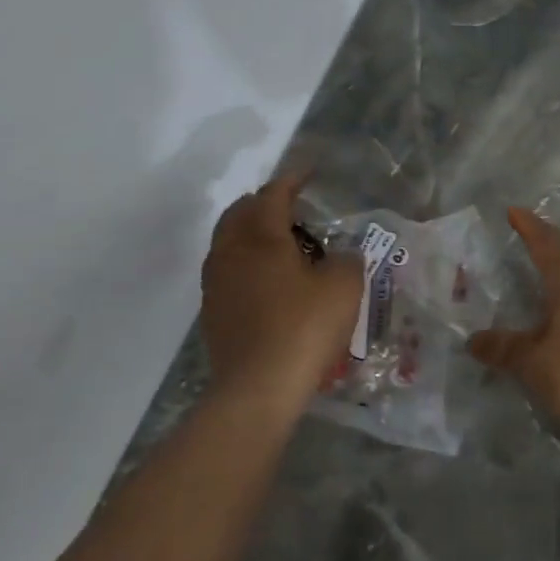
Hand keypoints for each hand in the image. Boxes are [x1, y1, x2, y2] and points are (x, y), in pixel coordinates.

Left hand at [200, 175, 362, 406]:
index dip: (293, 179)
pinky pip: (227, 269)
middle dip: (265, 202)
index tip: (309, 172)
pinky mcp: (212, 311)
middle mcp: (230, 251)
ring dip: (252, 231)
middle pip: (241, 212)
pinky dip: (246, 260)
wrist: (258, 387)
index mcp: (261, 236)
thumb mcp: (344, 287)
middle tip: (293, 206)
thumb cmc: (304, 327)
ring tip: (281, 241)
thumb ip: (346, 259)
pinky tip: (267, 279)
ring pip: (228, 241)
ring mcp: (216, 282)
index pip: (274, 194)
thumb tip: (339, 256)